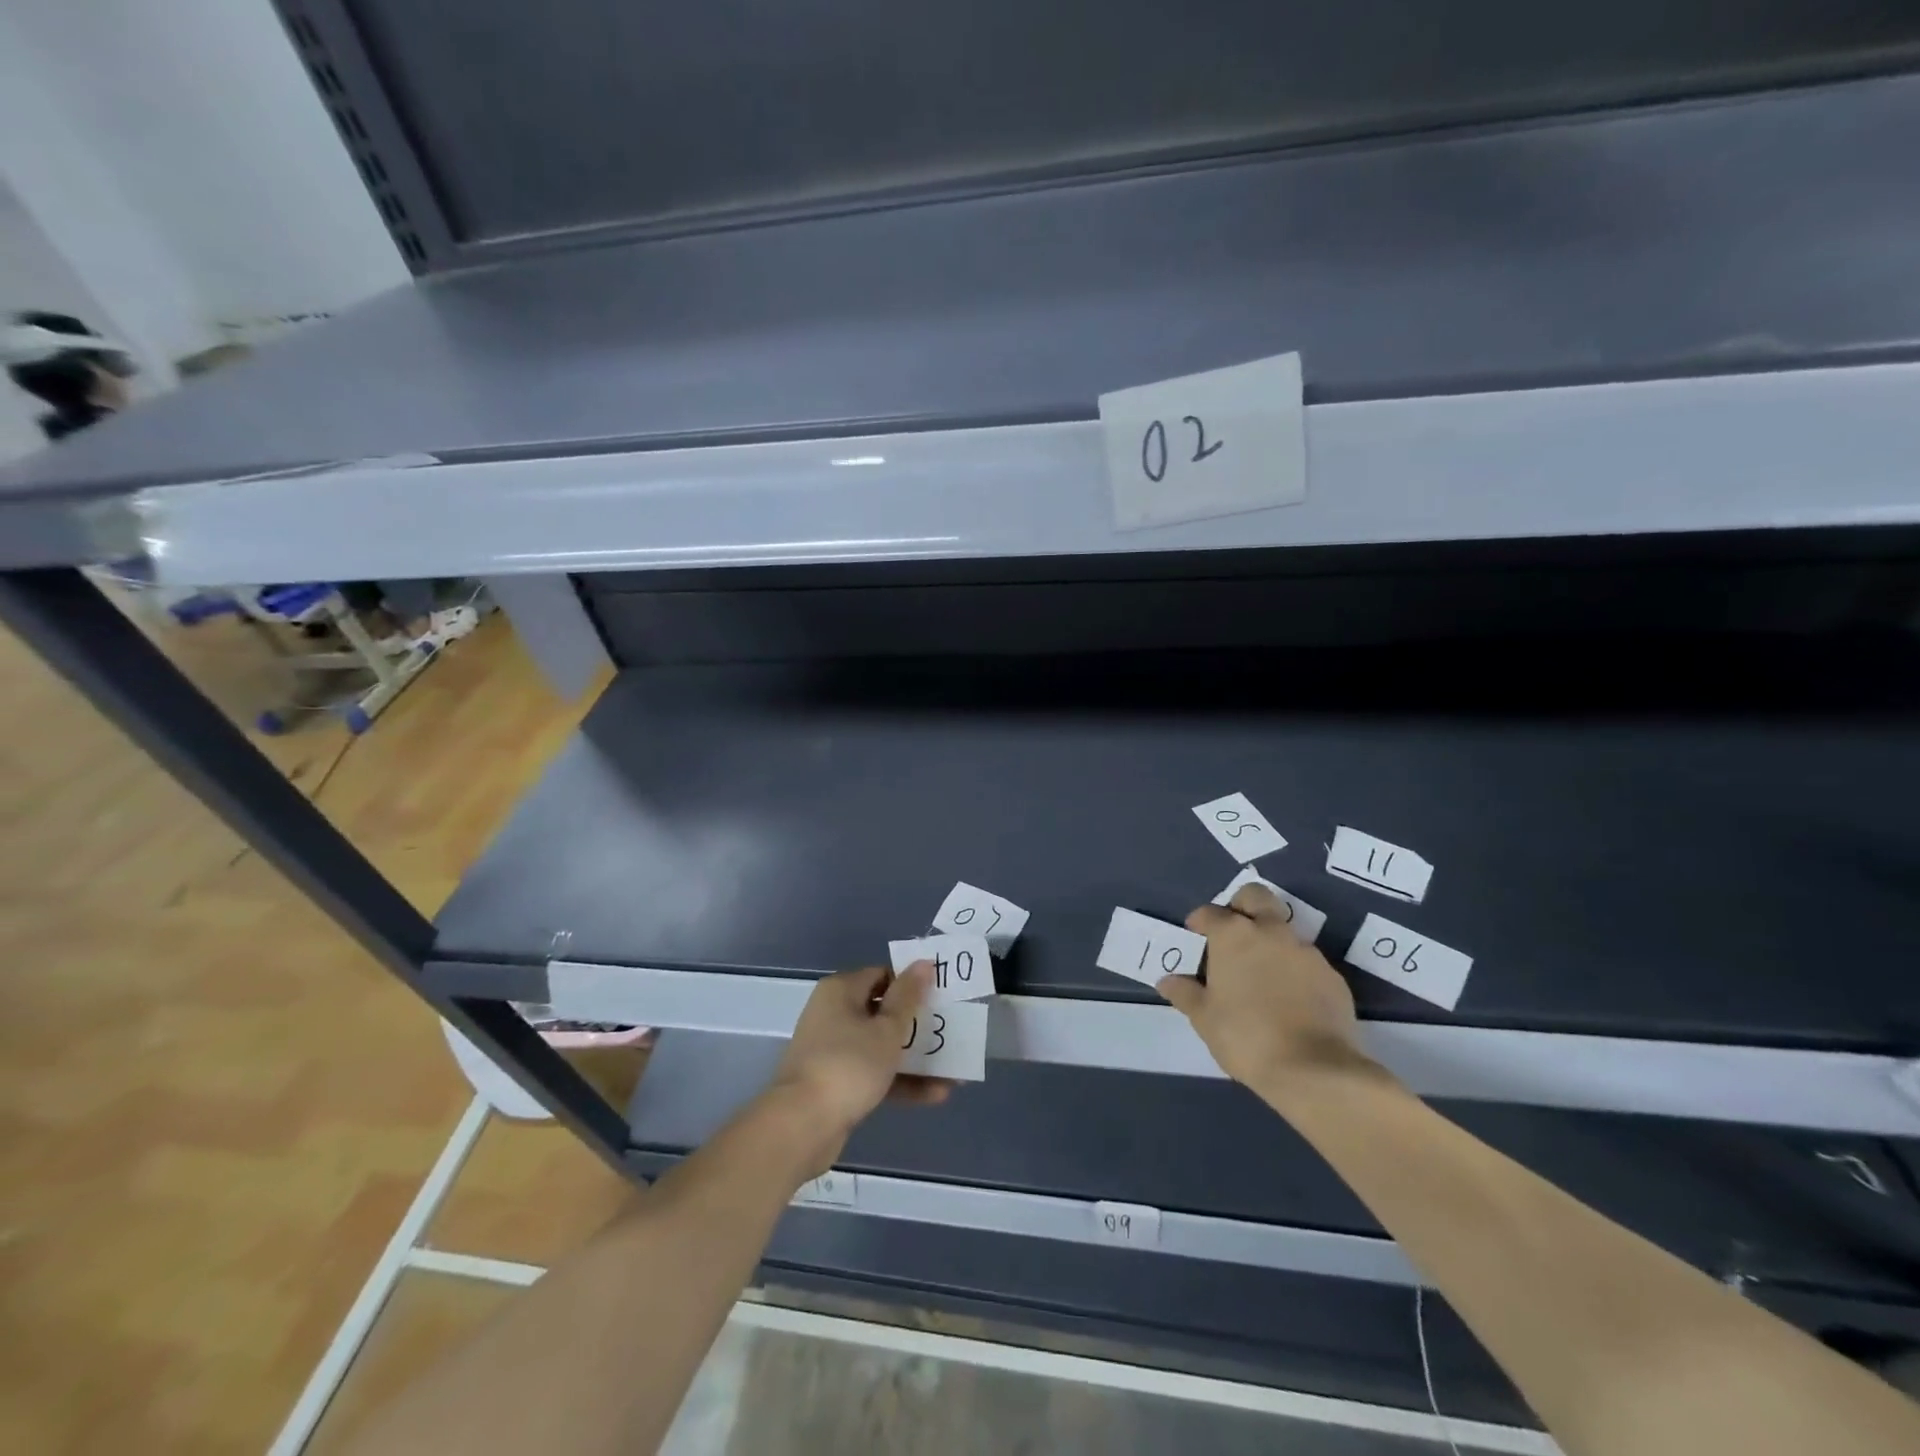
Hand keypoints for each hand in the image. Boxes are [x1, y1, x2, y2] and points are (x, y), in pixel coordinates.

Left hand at [768, 963, 953, 1171]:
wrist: (801, 1126)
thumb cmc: (848, 1065)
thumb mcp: (886, 1030)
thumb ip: (908, 997)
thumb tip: (922, 963)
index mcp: (841, 991)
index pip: (882, 975)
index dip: (912, 984)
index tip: (940, 997)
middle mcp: (834, 1014)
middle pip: (883, 1011)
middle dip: (918, 1025)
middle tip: (951, 1031)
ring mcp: (833, 1050)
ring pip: (880, 1046)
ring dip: (914, 1057)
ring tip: (953, 1070)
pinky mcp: (836, 1083)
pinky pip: (874, 1073)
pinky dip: (900, 1081)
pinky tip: (935, 1094)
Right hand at [1158, 883, 1382, 1103]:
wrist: (1314, 1070)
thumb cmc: (1246, 1036)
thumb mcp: (1204, 1018)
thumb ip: (1184, 993)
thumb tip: (1167, 980)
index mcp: (1234, 935)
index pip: (1210, 912)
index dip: (1199, 922)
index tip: (1194, 938)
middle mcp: (1271, 932)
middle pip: (1255, 897)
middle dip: (1241, 907)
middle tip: (1231, 937)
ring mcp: (1305, 951)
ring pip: (1283, 930)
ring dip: (1269, 942)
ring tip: (1260, 976)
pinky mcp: (1332, 976)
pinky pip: (1305, 961)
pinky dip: (1293, 970)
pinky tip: (1288, 999)